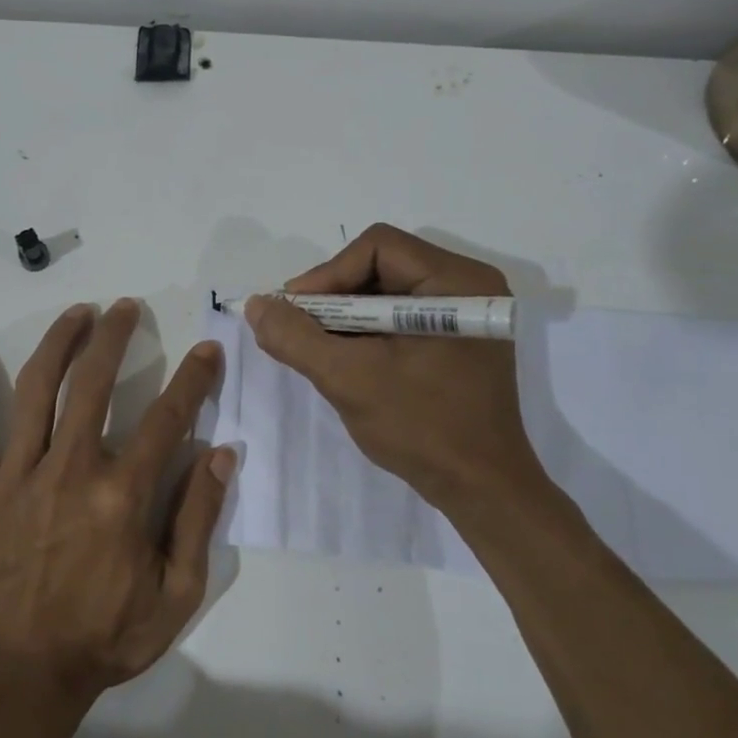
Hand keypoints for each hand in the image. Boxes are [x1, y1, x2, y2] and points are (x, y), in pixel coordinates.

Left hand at [0, 299, 236, 719]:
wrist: (19, 678)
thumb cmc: (103, 640)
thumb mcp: (175, 595)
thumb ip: (199, 519)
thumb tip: (221, 453)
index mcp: (122, 496)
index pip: (167, 418)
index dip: (193, 378)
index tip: (206, 349)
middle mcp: (71, 470)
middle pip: (94, 384)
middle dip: (115, 337)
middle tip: (125, 308)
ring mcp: (17, 477)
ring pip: (37, 390)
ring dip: (59, 343)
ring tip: (76, 313)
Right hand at [244, 223, 552, 513]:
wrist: (480, 489)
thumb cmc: (421, 427)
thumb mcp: (349, 379)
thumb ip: (296, 337)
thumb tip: (257, 305)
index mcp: (456, 283)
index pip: (376, 248)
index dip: (327, 274)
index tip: (294, 313)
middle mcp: (467, 287)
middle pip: (381, 266)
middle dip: (333, 297)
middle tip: (298, 330)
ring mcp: (464, 316)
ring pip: (386, 293)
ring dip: (345, 317)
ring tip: (316, 348)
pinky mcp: (456, 341)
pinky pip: (399, 318)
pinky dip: (365, 333)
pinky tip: (344, 359)